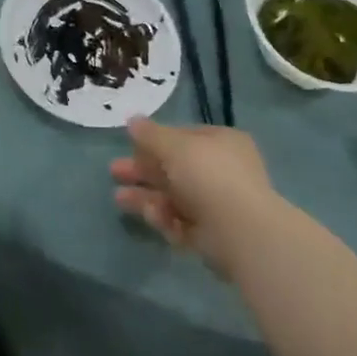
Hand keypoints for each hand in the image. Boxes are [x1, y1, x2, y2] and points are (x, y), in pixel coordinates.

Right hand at [111, 118, 283, 277]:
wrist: (241, 231)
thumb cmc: (208, 175)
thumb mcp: (173, 145)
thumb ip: (150, 134)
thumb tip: (132, 120)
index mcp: (221, 142)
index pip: (184, 137)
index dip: (155, 140)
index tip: (131, 145)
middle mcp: (222, 171)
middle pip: (175, 168)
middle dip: (143, 170)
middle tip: (115, 172)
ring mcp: (218, 204)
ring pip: (175, 197)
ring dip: (146, 196)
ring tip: (119, 198)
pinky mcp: (213, 235)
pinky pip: (182, 222)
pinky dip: (165, 219)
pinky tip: (153, 217)